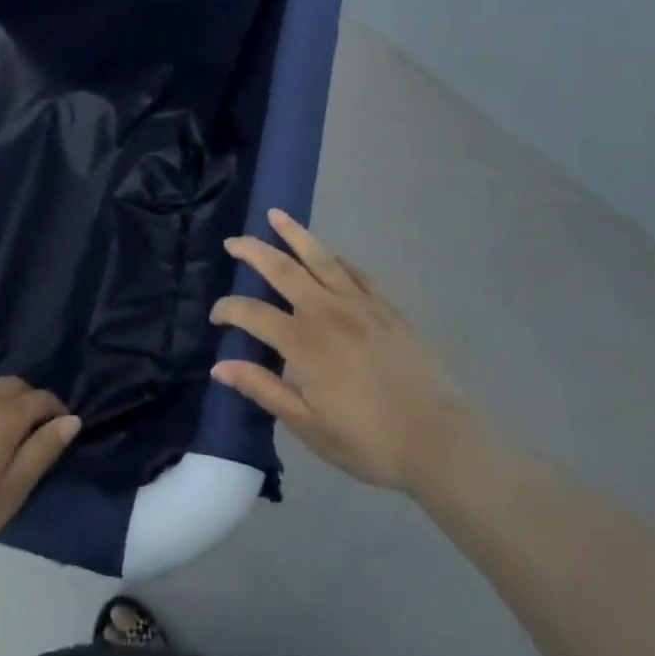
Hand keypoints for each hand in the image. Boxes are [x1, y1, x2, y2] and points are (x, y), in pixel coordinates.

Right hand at [212, 210, 465, 492]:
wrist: (438, 441)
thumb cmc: (368, 441)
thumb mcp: (308, 425)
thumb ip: (263, 389)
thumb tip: (220, 366)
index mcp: (303, 342)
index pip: (252, 313)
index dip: (228, 310)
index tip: (216, 316)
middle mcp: (327, 311)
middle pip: (282, 269)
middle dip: (253, 251)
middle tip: (233, 242)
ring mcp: (360, 304)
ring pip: (319, 257)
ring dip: (294, 234)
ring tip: (275, 215)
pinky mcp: (386, 307)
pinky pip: (355, 271)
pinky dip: (334, 258)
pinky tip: (327, 253)